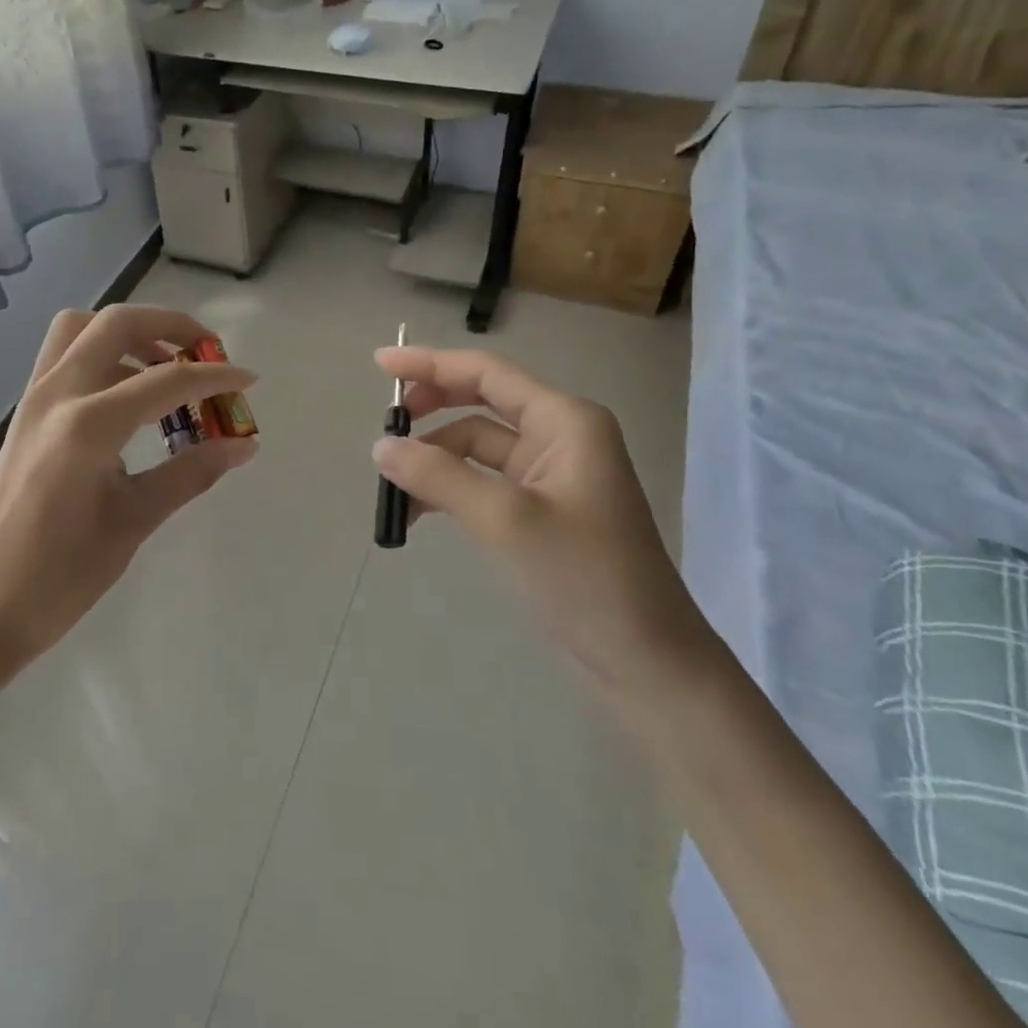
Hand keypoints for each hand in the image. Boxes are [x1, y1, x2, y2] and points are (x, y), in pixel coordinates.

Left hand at [0, 306, 258, 684]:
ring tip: (167, 369)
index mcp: (87, 425)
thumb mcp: (133, 522)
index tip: (248, 380)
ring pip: (82, 328)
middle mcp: (56, 394)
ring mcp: (34, 399)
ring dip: (130, 333)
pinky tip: (130, 398)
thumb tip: (243, 445)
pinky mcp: (26, 413)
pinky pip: (66, 356)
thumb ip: (190, 473)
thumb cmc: (58, 576)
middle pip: (116, 323)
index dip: (214, 376)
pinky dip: (104, 354)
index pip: (165, 381)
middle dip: (170, 325)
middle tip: (206, 351)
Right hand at [372, 345, 714, 696]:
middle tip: (386, 425)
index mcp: (564, 420)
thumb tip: (380, 447)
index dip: (430, 364)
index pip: (486, 373)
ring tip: (393, 484)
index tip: (380, 364)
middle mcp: (560, 435)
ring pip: (477, 444)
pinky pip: (484, 479)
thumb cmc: (584, 578)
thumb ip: (439, 475)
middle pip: (481, 401)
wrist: (647, 663)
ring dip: (435, 457)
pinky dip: (450, 487)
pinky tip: (419, 511)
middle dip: (432, 409)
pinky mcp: (542, 508)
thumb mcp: (504, 520)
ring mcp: (552, 474)